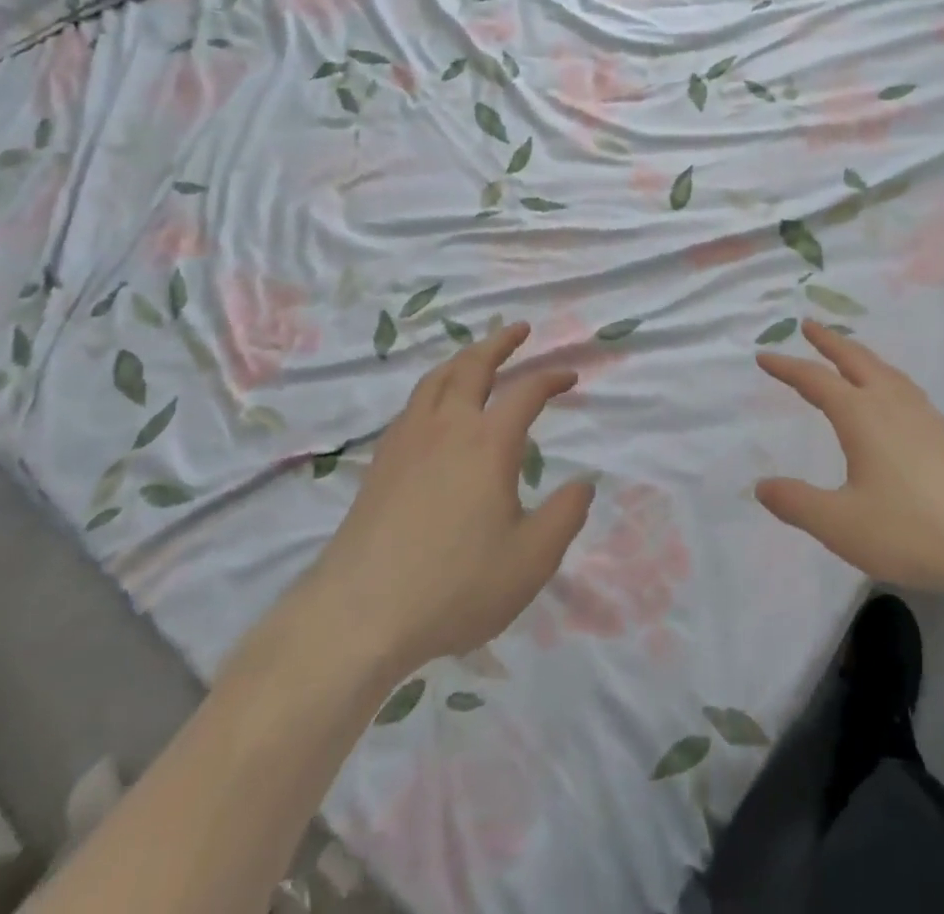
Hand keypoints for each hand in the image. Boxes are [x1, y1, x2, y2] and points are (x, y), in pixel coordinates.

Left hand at [298, 323, 594, 679]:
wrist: (359, 613)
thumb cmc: (455, 585)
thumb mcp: (531, 560)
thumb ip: (565, 516)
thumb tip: (584, 483)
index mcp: (488, 443)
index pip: (526, 392)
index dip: (551, 378)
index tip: (570, 376)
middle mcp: (447, 427)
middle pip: (473, 366)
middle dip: (500, 342)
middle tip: (519, 329)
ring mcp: (407, 441)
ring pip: (436, 379)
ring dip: (463, 358)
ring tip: (476, 354)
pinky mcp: (380, 462)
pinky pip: (412, 404)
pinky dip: (434, 387)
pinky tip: (434, 407)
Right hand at [755, 322, 943, 605]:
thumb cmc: (918, 528)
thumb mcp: (844, 525)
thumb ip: (799, 504)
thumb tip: (761, 485)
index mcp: (862, 415)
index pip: (815, 380)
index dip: (787, 367)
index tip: (764, 355)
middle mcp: (893, 404)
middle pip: (855, 359)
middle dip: (828, 341)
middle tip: (807, 324)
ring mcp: (928, 417)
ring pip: (886, 372)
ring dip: (860, 356)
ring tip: (848, 355)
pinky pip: (907, 391)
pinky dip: (886, 379)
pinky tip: (894, 402)